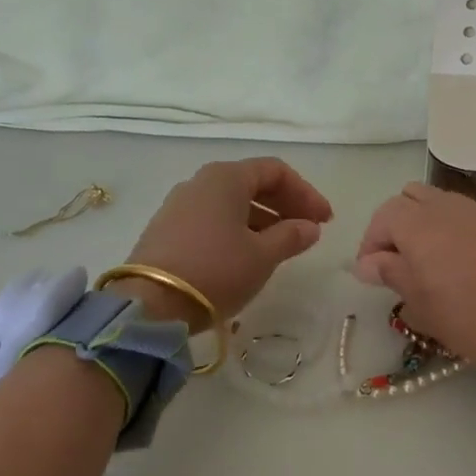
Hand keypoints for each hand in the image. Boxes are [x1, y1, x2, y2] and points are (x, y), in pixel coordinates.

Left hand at [118, 158, 333, 325]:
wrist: (150, 303)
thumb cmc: (216, 270)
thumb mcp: (262, 255)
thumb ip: (291, 236)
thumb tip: (309, 227)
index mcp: (226, 177)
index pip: (275, 171)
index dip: (306, 193)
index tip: (325, 220)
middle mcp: (200, 182)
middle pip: (252, 183)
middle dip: (285, 204)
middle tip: (309, 231)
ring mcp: (179, 205)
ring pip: (231, 203)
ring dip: (262, 219)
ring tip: (282, 246)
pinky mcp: (166, 230)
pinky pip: (212, 219)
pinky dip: (237, 229)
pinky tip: (248, 254)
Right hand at [353, 183, 475, 367]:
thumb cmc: (471, 313)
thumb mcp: (421, 304)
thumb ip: (391, 274)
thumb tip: (368, 262)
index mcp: (417, 223)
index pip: (381, 218)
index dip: (371, 244)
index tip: (372, 274)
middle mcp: (444, 207)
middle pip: (408, 199)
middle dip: (395, 225)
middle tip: (397, 261)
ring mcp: (475, 212)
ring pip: (437, 203)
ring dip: (424, 224)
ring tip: (427, 261)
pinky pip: (463, 216)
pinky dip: (451, 230)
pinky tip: (460, 262)